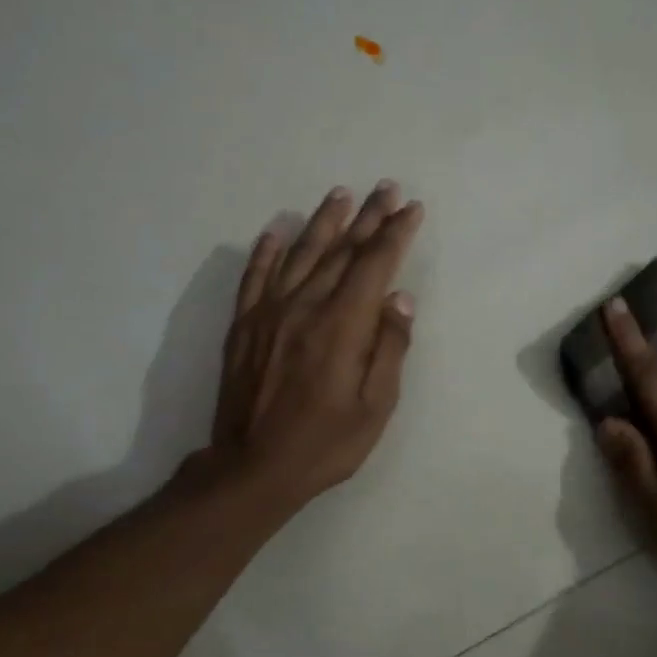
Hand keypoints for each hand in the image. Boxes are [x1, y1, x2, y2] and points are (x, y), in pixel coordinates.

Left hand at [195, 180, 424, 513]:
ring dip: (322, 222)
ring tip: (340, 194)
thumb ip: (389, 348)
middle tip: (386, 188)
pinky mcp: (244, 326)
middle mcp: (304, 307)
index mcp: (342, 326)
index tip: (412, 209)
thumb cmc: (325, 443)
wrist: (252, 468)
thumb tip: (400, 298)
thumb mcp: (375, 407)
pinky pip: (254, 277)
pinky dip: (265, 251)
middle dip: (368, 217)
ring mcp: (268, 313)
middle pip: (341, 251)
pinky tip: (275, 231)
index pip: (374, 265)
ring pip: (299, 254)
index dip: (395, 234)